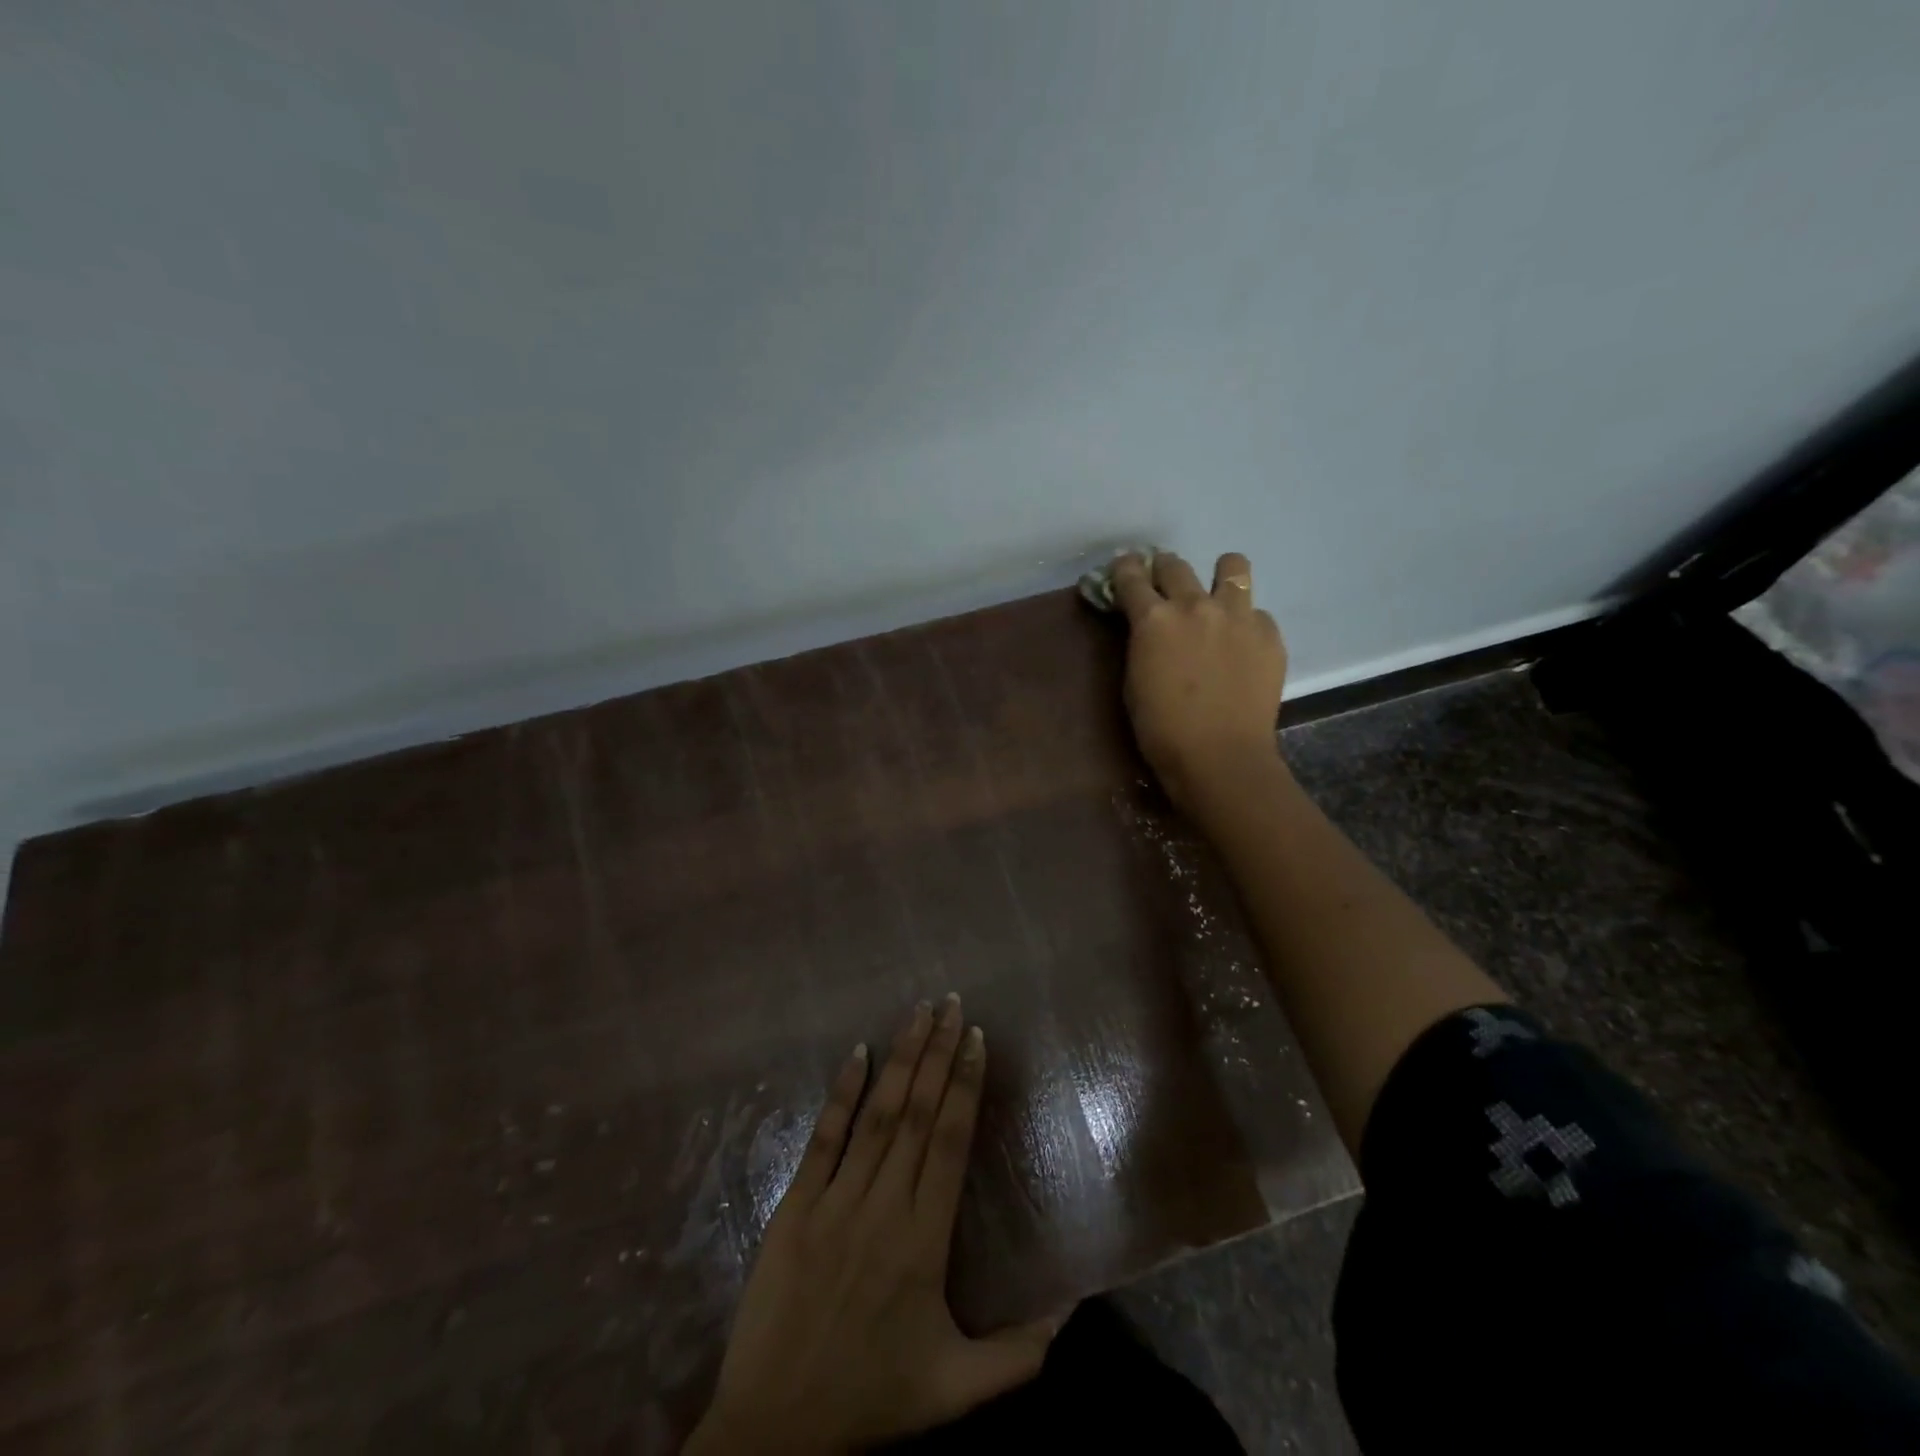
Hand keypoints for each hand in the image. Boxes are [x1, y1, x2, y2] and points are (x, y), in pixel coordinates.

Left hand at [684, 996, 1059, 1454]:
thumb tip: (1075, 1308)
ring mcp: (835, 1201)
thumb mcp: (956, 1390)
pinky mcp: (794, 1206)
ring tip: (918, 1013)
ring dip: (900, 1059)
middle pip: (918, 1114)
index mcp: (924, 1241)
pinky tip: (856, 1053)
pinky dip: (841, 1093)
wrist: (773, 1432)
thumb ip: (1022, 1352)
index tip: (977, 1038)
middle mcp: (883, 1207)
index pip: (951, 1142)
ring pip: (877, 1114)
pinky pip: (823, 1138)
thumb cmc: (869, 1400)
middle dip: (938, 1053)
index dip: (966, 1085)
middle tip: (952, 1003)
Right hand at [1109, 551, 1286, 809]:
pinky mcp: (1269, 634)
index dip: (1124, 569)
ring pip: (1232, 566)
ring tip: (1216, 596)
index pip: (1131, 575)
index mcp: (1153, 619)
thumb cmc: (1162, 729)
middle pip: (1175, 564)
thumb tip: (1148, 628)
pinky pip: (1257, 612)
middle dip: (1163, 570)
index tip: (1124, 570)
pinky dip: (1245, 623)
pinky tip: (1241, 647)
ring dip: (1218, 575)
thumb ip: (1141, 643)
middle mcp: (1195, 605)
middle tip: (1163, 587)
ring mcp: (1238, 616)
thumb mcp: (1134, 681)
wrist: (1220, 757)